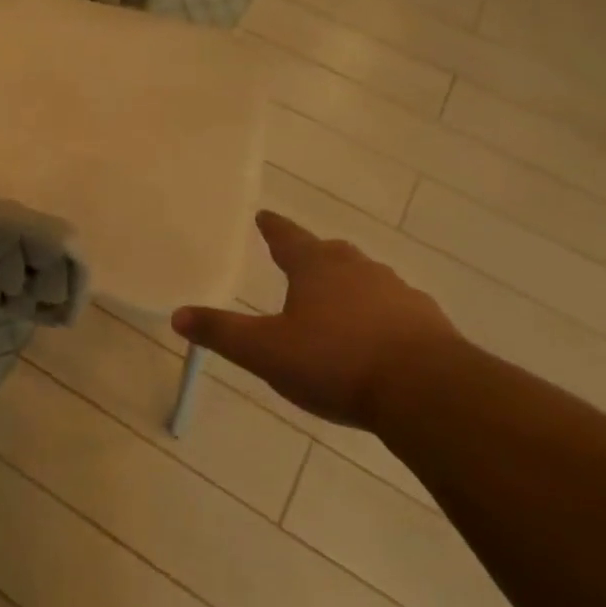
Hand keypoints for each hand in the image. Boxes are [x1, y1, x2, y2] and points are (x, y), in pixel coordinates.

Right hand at [172, 211, 460, 427]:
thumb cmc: (336, 362)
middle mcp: (358, 270)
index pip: (288, 238)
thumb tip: (177, 315)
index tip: (263, 215)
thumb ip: (222, 333)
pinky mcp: (428, 321)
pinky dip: (381, 315)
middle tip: (301, 259)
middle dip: (313, 255)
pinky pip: (396, 308)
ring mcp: (398, 293)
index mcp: (316, 268)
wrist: (426, 391)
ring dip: (349, 284)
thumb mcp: (266, 352)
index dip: (273, 228)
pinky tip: (378, 338)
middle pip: (330, 253)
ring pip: (366, 278)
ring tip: (338, 301)